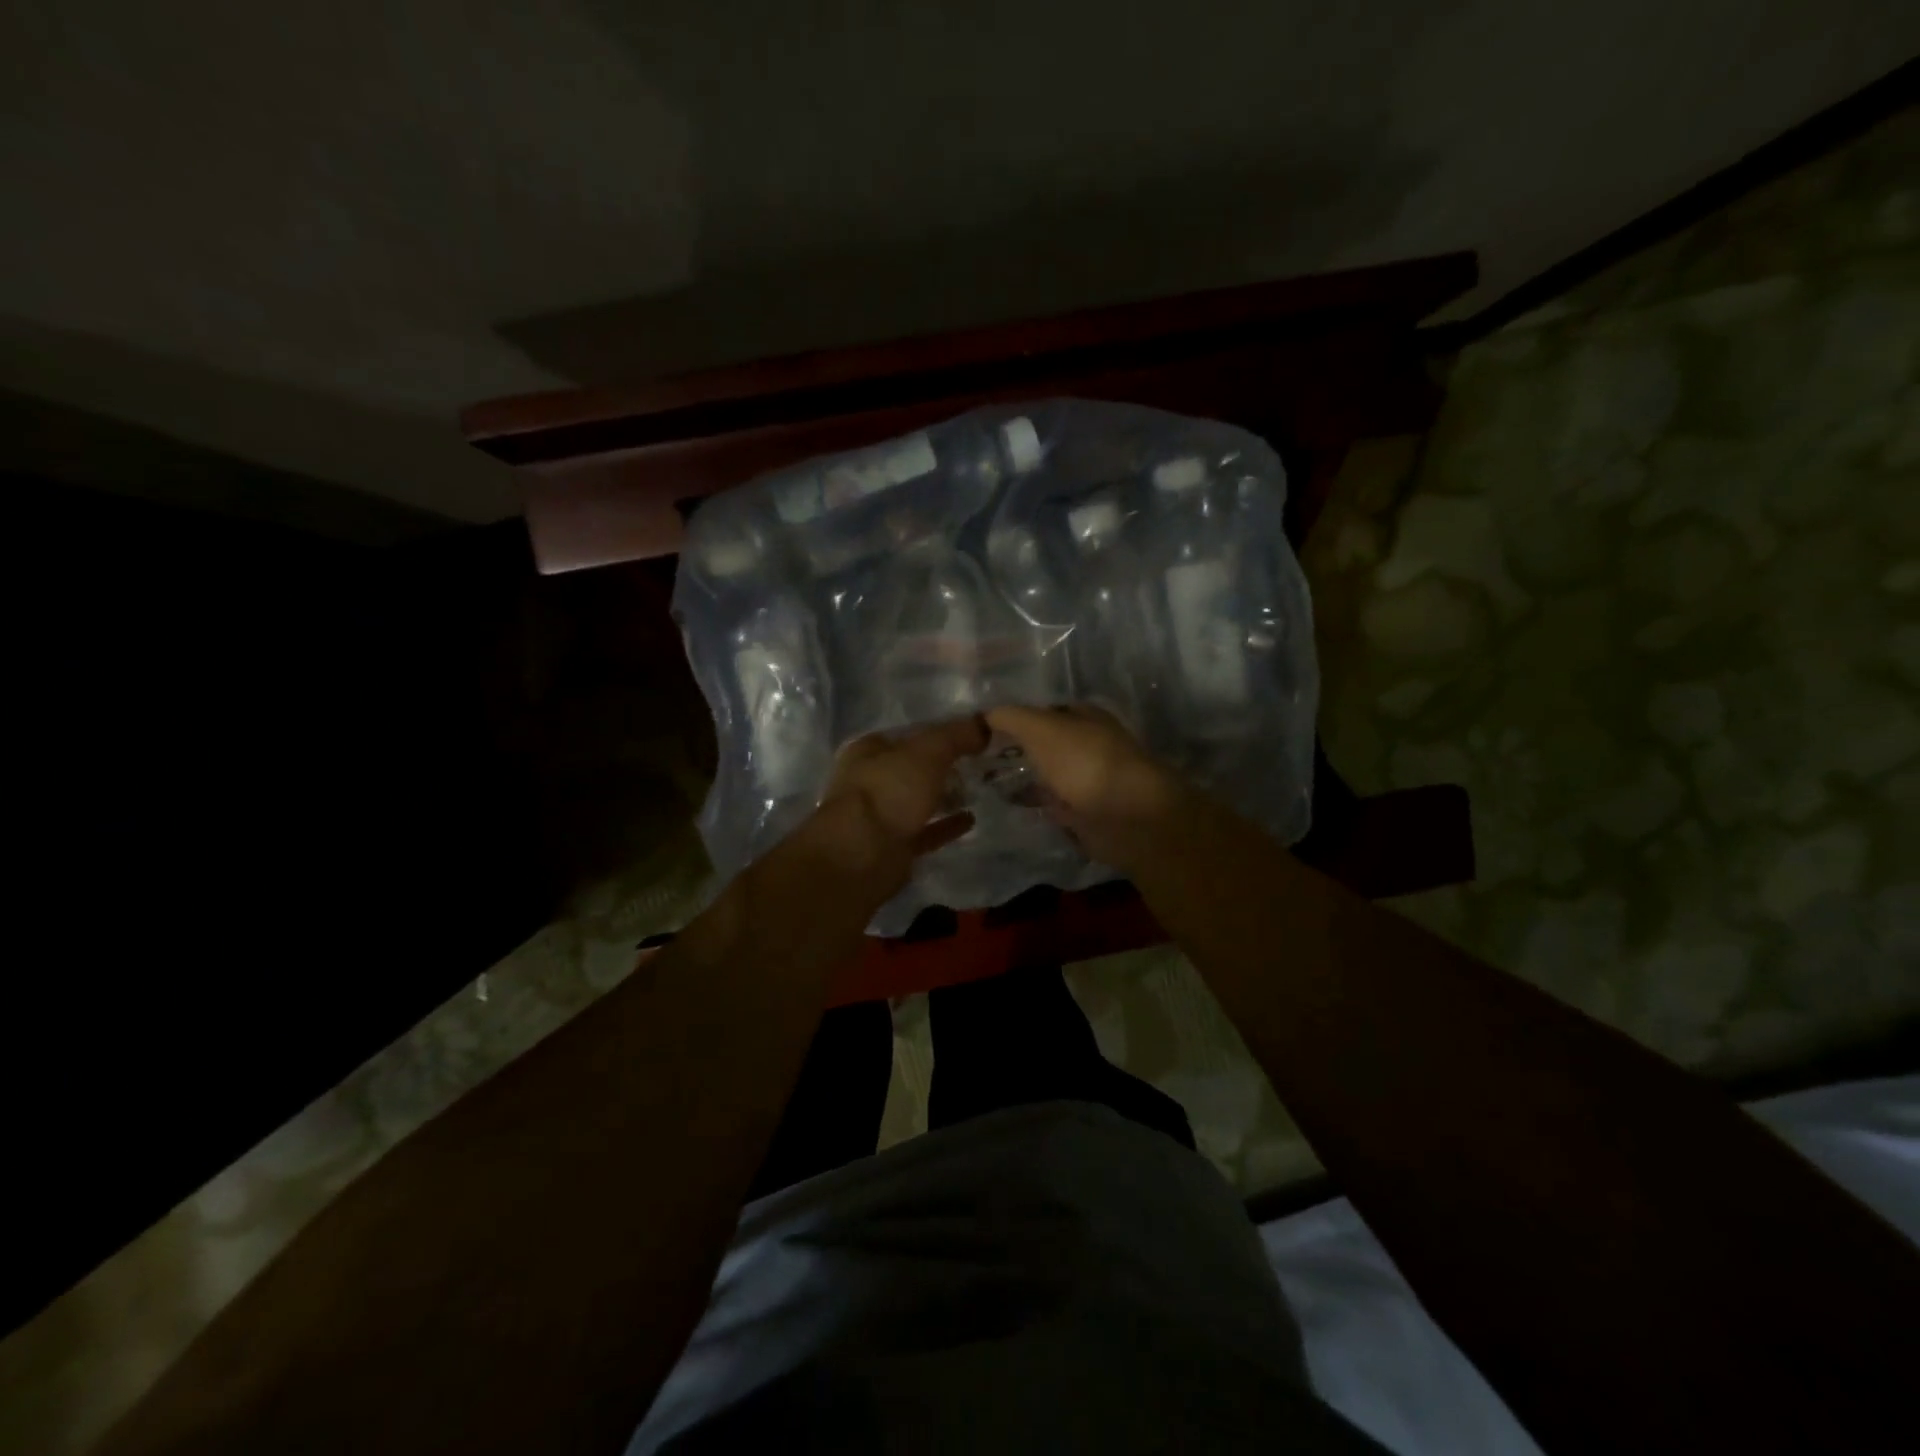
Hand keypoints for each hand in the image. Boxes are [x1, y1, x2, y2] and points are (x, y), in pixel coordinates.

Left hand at [807, 717, 989, 884]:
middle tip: (982, 764)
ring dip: (946, 796)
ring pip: (919, 801)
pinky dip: (946, 826)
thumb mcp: (927, 752)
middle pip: (914, 768)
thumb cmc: (888, 791)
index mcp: (869, 750)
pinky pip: (926, 831)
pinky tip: (971, 820)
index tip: (975, 736)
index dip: (941, 733)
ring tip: (980, 790)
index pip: (910, 734)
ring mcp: (880, 816)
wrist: (862, 855)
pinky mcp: (893, 847)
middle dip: (945, 766)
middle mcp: (871, 781)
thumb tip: (985, 724)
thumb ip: (956, 735)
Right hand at [984, 705, 1182, 867]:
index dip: (1016, 717)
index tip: (982, 729)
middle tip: (977, 757)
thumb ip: (1011, 717)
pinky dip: (1035, 805)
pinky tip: (1008, 807)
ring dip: (1025, 778)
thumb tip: (985, 714)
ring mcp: (1089, 781)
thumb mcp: (1040, 728)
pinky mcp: (1087, 814)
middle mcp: (1090, 745)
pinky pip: (1054, 805)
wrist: (1125, 816)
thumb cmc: (1083, 761)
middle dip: (1018, 749)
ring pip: (1049, 775)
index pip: (1045, 711)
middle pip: (1047, 744)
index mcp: (1085, 717)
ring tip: (984, 783)